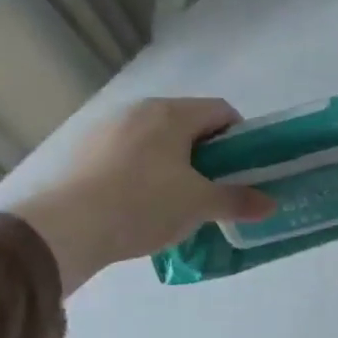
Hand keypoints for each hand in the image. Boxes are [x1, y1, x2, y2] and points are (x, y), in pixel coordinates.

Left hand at [9, 98, 274, 293]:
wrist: (66, 226)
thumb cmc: (144, 204)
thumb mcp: (200, 205)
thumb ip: (238, 200)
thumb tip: (270, 204)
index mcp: (172, 114)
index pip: (221, 110)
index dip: (241, 137)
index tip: (245, 168)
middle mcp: (139, 111)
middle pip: (189, 124)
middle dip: (209, 153)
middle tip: (217, 187)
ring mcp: (107, 128)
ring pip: (158, 139)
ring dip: (177, 163)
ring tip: (180, 200)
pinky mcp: (85, 151)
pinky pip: (130, 154)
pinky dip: (146, 171)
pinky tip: (144, 204)